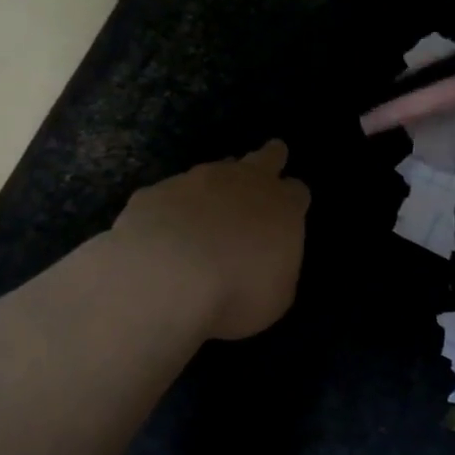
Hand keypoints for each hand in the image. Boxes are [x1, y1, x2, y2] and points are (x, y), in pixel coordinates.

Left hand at [110, 141, 310, 340]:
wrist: (166, 277)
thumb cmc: (236, 292)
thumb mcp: (276, 296)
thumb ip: (278, 269)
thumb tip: (268, 261)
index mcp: (282, 207)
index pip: (298, 192)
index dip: (293, 199)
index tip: (289, 209)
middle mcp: (243, 182)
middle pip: (265, 158)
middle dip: (270, 159)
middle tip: (271, 159)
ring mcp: (197, 180)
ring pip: (216, 170)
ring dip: (218, 185)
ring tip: (211, 207)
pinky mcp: (157, 191)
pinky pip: (170, 195)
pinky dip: (172, 210)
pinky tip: (163, 234)